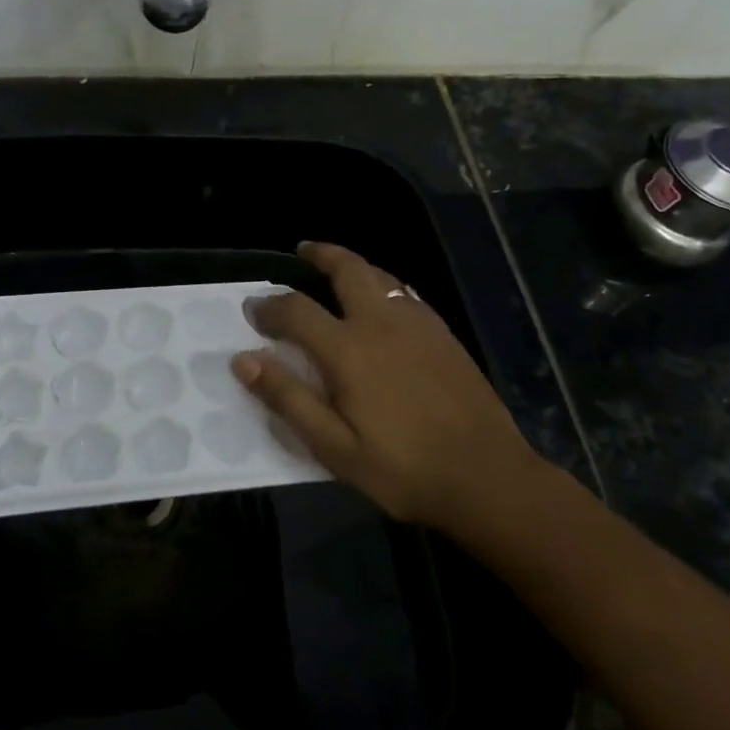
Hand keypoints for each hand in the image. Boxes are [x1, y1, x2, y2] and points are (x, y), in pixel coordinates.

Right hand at [232, 242, 553, 530]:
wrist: (486, 477)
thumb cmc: (402, 469)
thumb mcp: (334, 447)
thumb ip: (288, 399)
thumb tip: (244, 360)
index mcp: (349, 350)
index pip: (296, 311)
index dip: (269, 307)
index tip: (253, 310)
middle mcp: (382, 323)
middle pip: (347, 269)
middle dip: (320, 254)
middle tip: (302, 252)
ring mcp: (419, 324)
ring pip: (381, 275)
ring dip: (353, 266)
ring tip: (336, 271)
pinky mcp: (444, 334)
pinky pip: (406, 293)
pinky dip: (384, 285)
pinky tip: (382, 303)